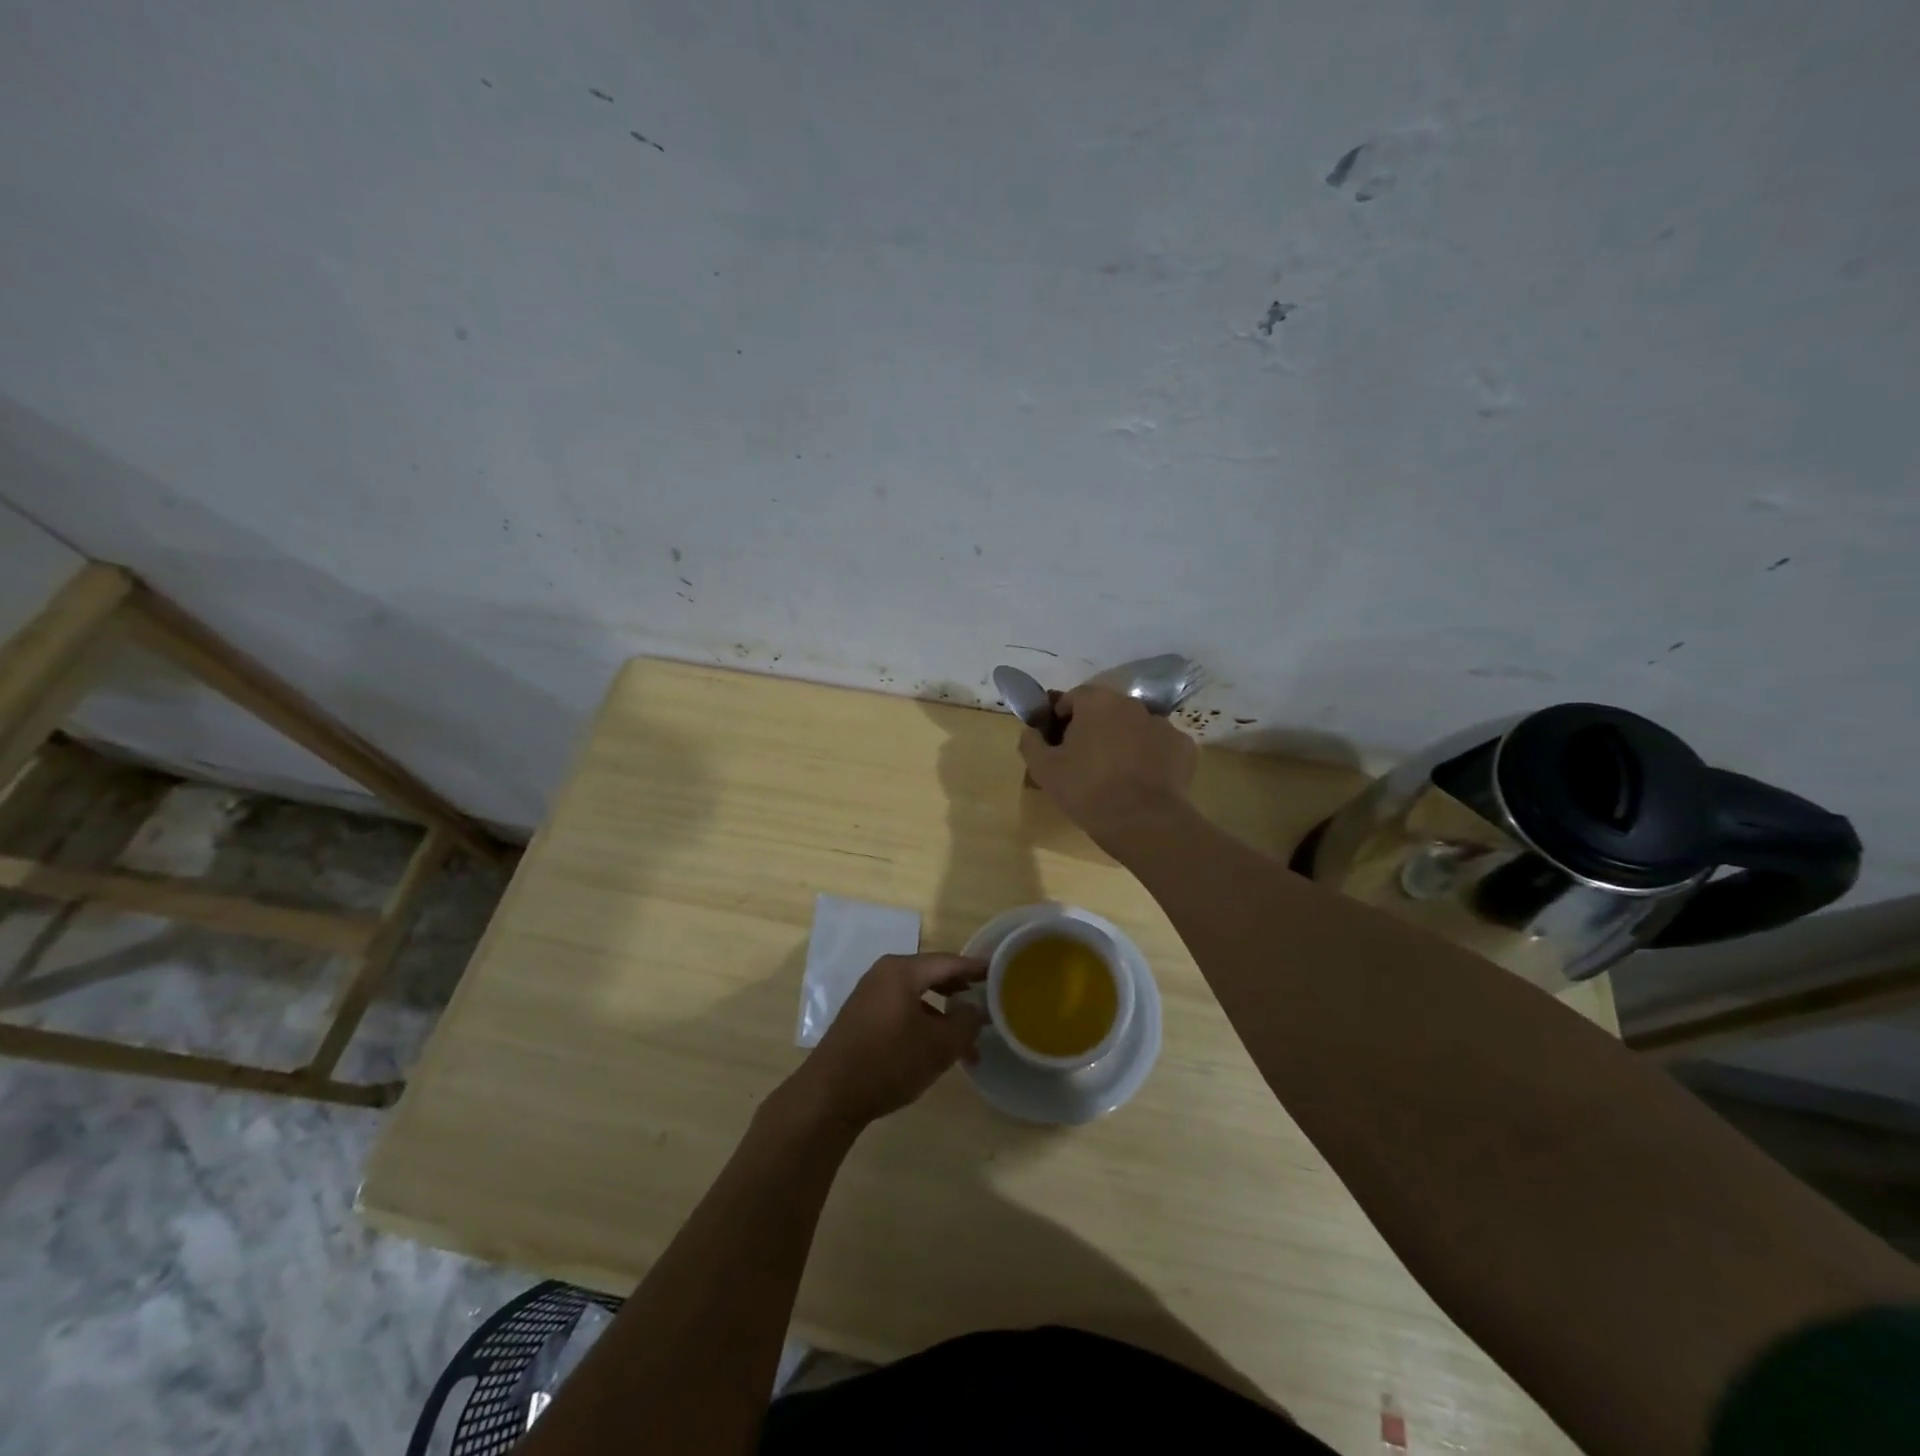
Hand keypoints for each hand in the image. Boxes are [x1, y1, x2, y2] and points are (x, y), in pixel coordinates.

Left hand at [789, 953, 986, 1129]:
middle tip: (988, 1000)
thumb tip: (976, 1008)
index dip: (976, 968)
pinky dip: (924, 1023)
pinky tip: (936, 1049)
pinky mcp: (862, 1017)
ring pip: (918, 997)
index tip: (1000, 970)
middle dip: (961, 992)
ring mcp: (870, 995)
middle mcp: (885, 974)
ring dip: (944, 1016)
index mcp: (902, 970)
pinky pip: (902, 1010)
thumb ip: (965, 1022)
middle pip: (932, 976)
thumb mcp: (938, 1045)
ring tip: (968, 1042)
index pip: (949, 961)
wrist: (829, 1095)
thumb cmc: (889, 1061)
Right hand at [1019, 686, 1197, 851]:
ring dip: (1123, 741)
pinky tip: (1142, 782)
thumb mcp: (1044, 770)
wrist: (1143, 822)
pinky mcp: (1184, 747)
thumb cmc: (1087, 790)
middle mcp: (1132, 704)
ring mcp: (1163, 724)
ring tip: (1115, 775)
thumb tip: (1030, 731)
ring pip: (1134, 727)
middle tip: (1084, 760)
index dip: (1061, 719)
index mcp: (1097, 702)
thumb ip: (1031, 742)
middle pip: (1106, 710)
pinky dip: (1150, 757)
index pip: (1072, 698)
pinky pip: (1159, 746)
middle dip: (1094, 728)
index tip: (1058, 744)